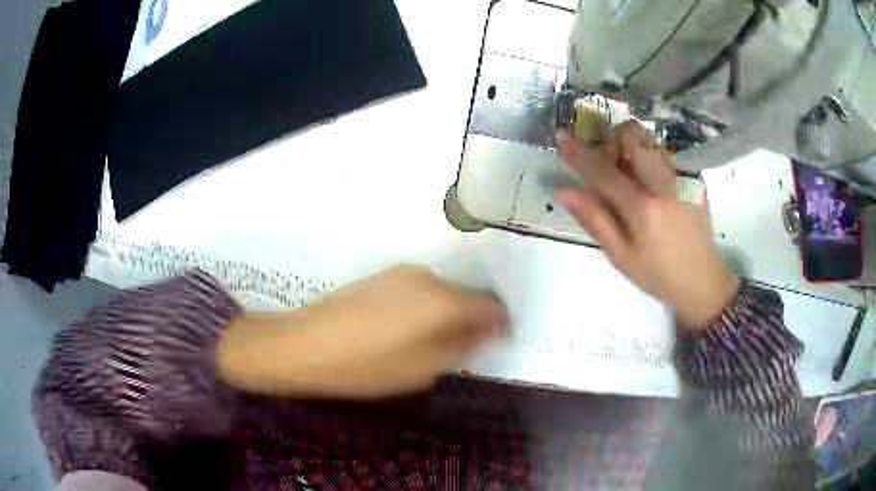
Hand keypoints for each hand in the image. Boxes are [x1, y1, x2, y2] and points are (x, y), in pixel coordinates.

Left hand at [216, 266, 505, 398]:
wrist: (304, 344)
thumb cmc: (365, 366)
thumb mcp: (421, 368)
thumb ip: (462, 346)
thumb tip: (488, 331)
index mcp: (442, 301)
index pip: (491, 305)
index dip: (499, 323)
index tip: (497, 342)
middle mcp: (427, 277)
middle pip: (465, 296)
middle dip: (470, 320)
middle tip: (459, 350)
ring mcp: (402, 273)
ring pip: (441, 292)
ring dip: (446, 313)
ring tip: (426, 343)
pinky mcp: (382, 275)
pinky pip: (419, 289)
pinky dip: (424, 307)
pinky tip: (402, 329)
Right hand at [555, 121, 738, 328]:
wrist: (704, 282)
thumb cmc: (659, 275)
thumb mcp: (622, 256)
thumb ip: (594, 220)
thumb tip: (564, 191)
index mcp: (643, 208)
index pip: (603, 171)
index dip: (578, 152)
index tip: (561, 135)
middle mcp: (664, 185)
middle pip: (633, 136)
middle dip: (613, 140)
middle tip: (610, 164)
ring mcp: (683, 179)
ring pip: (651, 140)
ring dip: (634, 148)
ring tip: (633, 176)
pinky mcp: (694, 180)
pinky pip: (667, 155)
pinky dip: (652, 160)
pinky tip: (654, 187)